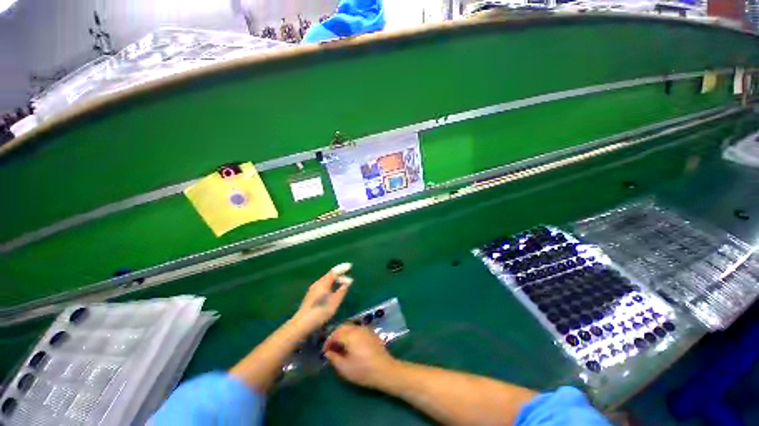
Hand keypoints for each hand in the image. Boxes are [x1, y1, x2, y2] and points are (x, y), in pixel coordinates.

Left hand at [291, 263, 352, 332]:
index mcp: (323, 283)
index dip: (342, 268)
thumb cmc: (321, 311)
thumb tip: (347, 282)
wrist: (302, 323)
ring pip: (326, 281)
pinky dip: (330, 285)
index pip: (334, 271)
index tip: (349, 266)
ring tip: (342, 286)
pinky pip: (323, 286)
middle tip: (348, 281)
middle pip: (330, 276)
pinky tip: (332, 292)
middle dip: (340, 276)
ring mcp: (313, 289)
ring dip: (335, 281)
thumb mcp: (335, 301)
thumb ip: (342, 290)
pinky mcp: (310, 295)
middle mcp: (317, 283)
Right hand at [323, 324, 396, 388]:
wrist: (384, 369)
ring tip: (340, 347)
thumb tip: (328, 351)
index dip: (327, 342)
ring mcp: (365, 329)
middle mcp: (357, 328)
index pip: (334, 334)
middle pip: (342, 327)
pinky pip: (357, 329)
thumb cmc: (363, 370)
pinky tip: (351, 345)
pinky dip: (351, 334)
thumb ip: (334, 358)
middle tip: (331, 347)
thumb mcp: (345, 368)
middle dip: (335, 335)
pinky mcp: (371, 332)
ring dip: (343, 334)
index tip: (324, 352)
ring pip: (350, 327)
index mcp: (350, 335)